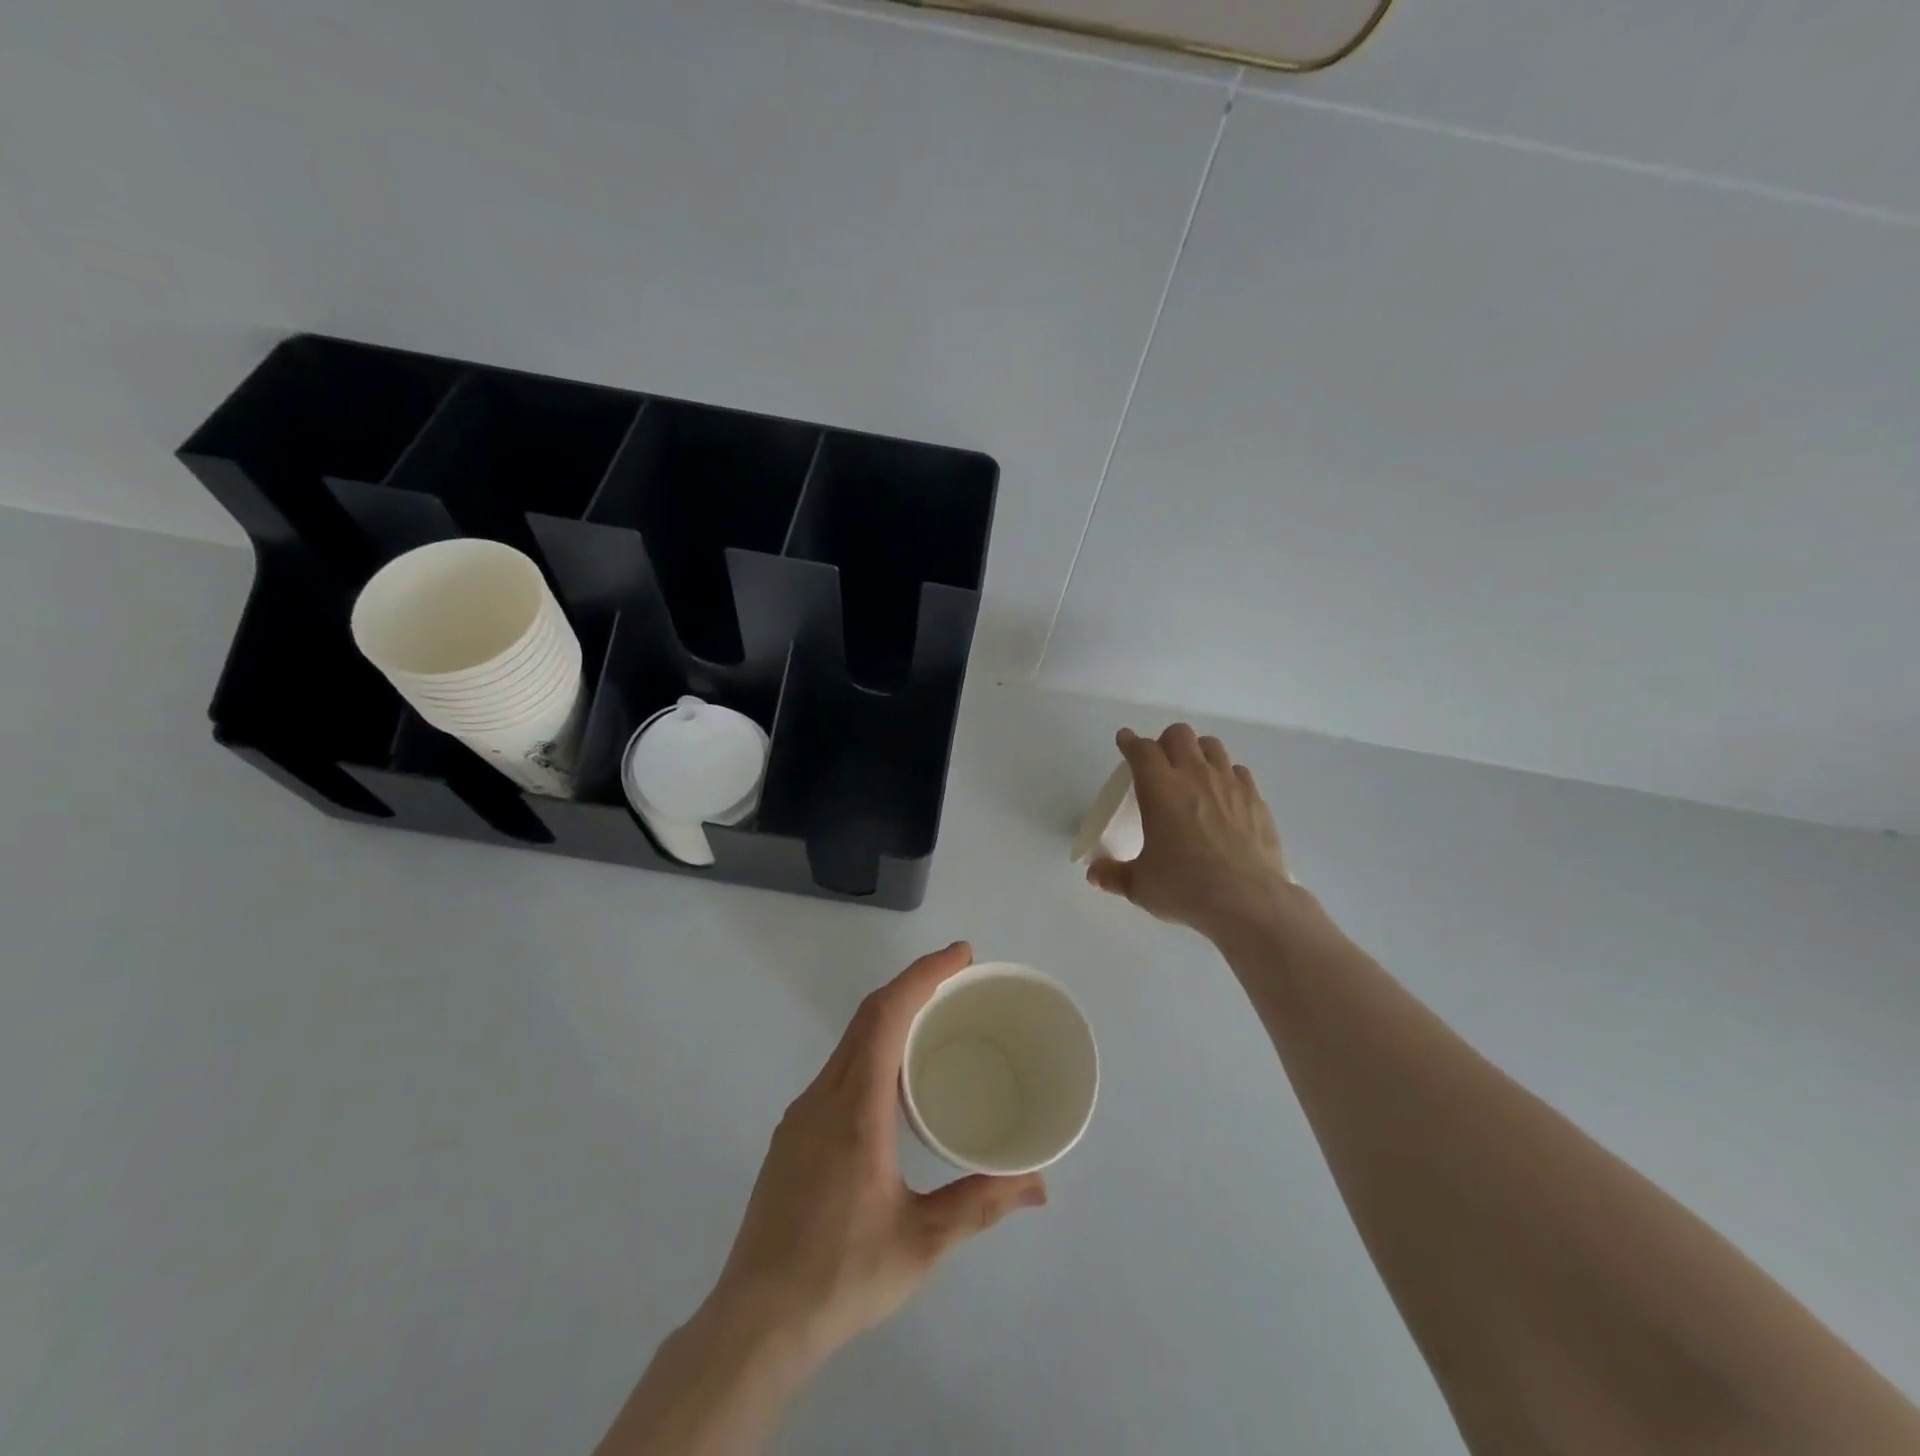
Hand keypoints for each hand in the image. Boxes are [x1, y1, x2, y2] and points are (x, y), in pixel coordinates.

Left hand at [705, 943, 1047, 1368]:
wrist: (754, 1323)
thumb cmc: (840, 1277)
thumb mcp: (920, 1242)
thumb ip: (980, 1204)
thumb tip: (1038, 1184)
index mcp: (855, 1109)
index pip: (886, 1016)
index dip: (923, 975)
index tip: (961, 955)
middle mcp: (823, 1096)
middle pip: (867, 1016)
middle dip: (913, 985)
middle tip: (959, 979)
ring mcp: (801, 1114)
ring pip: (849, 1042)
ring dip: (891, 1016)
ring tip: (935, 1023)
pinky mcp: (792, 1135)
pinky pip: (838, 1069)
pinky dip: (872, 1049)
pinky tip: (894, 1081)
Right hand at [1086, 725, 1294, 939]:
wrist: (1247, 901)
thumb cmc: (1184, 887)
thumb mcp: (1140, 886)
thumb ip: (1115, 875)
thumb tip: (1094, 874)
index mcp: (1159, 788)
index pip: (1141, 750)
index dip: (1130, 742)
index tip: (1125, 740)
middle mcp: (1194, 776)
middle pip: (1178, 735)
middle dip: (1165, 742)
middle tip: (1159, 763)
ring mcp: (1229, 784)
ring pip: (1212, 745)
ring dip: (1197, 751)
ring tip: (1192, 772)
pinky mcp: (1255, 800)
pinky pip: (1239, 771)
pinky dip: (1226, 775)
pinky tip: (1223, 795)